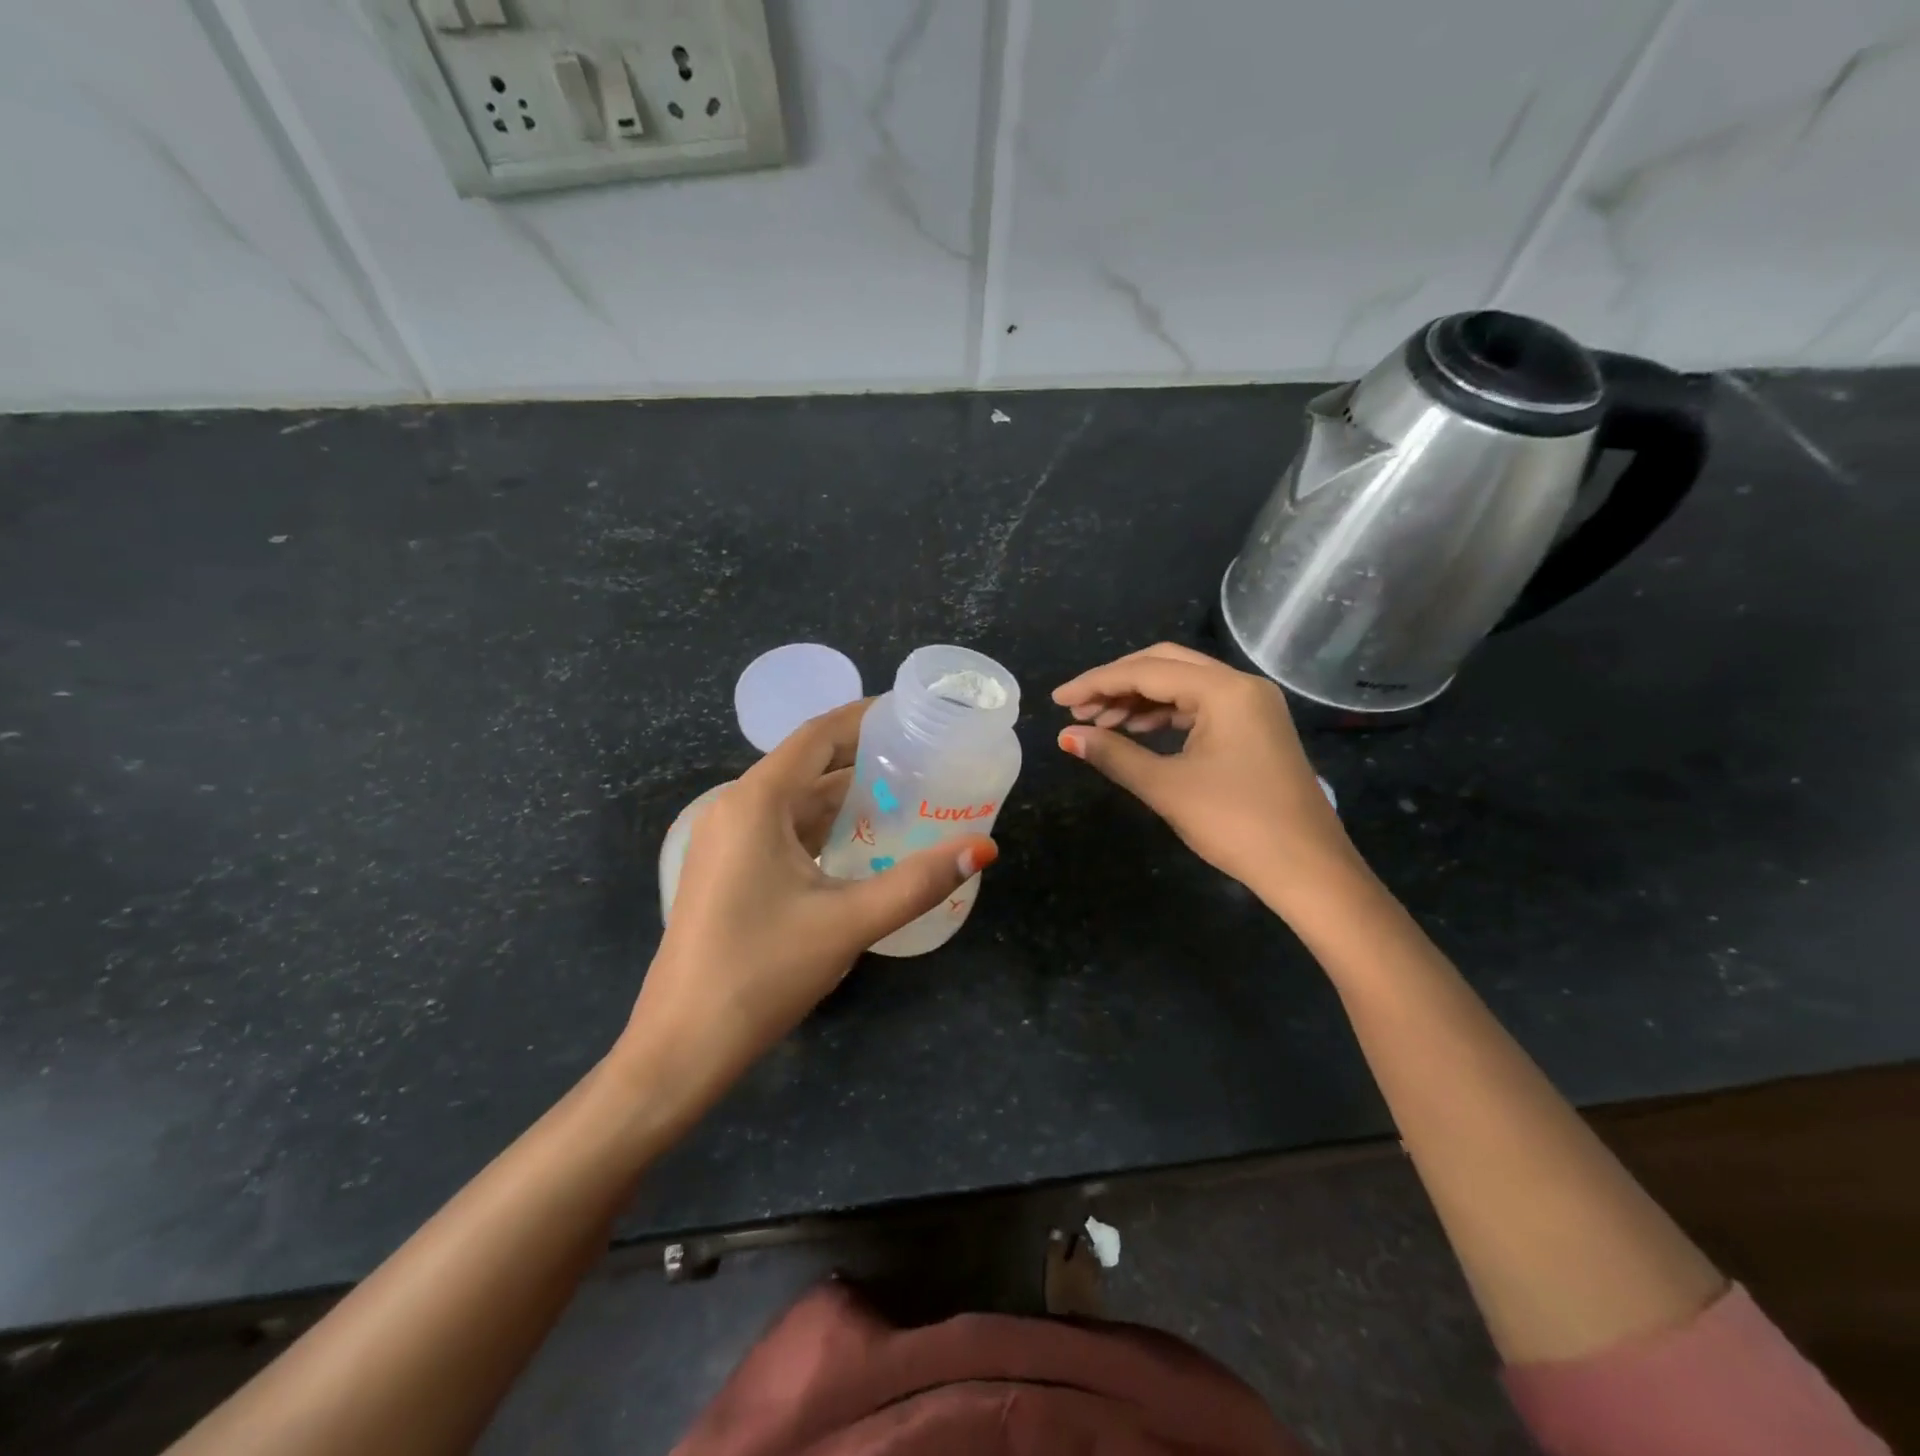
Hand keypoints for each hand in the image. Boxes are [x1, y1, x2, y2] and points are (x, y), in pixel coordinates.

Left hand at [618, 700, 995, 1109]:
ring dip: (846, 797)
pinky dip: (825, 828)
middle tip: (924, 758)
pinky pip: (783, 831)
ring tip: (907, 795)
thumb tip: (984, 848)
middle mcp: (736, 809)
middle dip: (864, 758)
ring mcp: (727, 842)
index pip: (817, 736)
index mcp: (756, 802)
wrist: (681, 1047)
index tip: (912, 713)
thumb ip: (918, 882)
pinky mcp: (728, 872)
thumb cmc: (761, 972)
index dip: (865, 717)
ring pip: (796, 802)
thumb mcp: (848, 923)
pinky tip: (864, 843)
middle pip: (808, 765)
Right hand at [1053, 643, 1360, 910]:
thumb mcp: (1167, 787)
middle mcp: (1241, 685)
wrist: (1308, 869)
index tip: (1058, 699)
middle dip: (1117, 683)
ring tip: (1099, 724)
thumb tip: (1066, 737)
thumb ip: (1113, 755)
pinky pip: (1200, 706)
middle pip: (1165, 665)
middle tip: (1077, 709)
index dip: (1096, 683)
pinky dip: (1164, 715)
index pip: (1146, 672)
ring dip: (1139, 700)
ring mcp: (1252, 705)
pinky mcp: (1255, 728)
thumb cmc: (1236, 824)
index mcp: (1224, 690)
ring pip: (1182, 685)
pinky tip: (1137, 732)